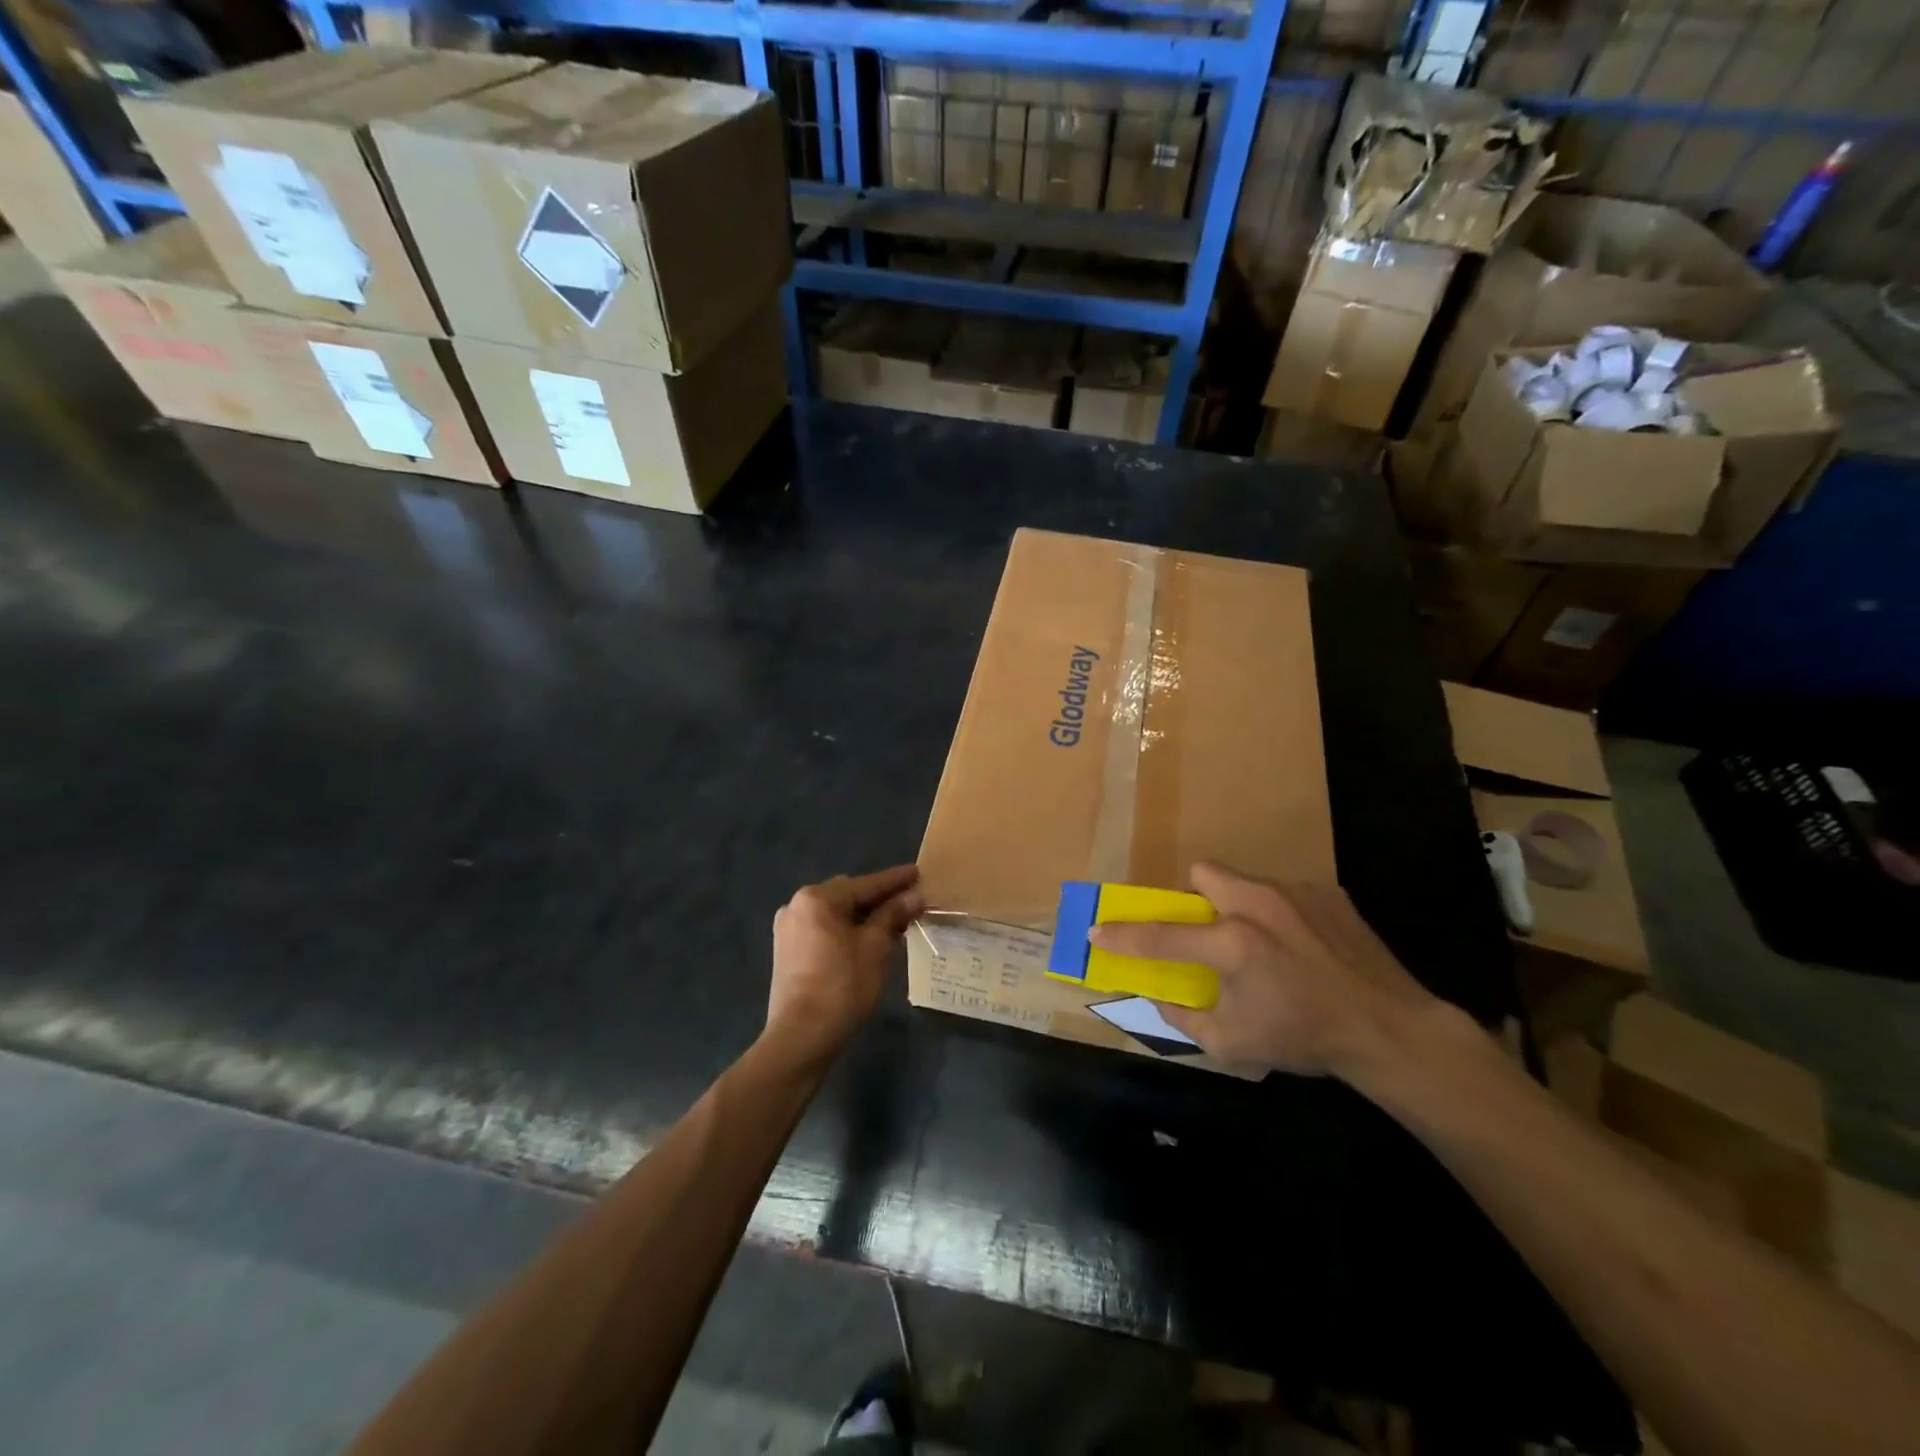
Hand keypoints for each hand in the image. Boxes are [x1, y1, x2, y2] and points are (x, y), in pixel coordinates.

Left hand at [763, 865, 923, 1071]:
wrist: (801, 1038)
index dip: (895, 880)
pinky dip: (848, 932)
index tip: (918, 872)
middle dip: (880, 899)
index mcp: (816, 899)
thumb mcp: (875, 947)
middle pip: (848, 896)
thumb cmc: (842, 986)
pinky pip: (825, 931)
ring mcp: (789, 930)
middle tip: (910, 902)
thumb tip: (913, 896)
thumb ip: (893, 915)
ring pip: (836, 915)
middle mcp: (797, 906)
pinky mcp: (788, 952)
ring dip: (865, 917)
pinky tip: (870, 941)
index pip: (865, 884)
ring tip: (895, 923)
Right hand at [1088, 863, 1437, 1079]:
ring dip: (1240, 907)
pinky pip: (1285, 894)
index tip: (1097, 931)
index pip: (1161, 934)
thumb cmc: (1305, 1039)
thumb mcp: (1233, 1044)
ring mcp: (1296, 894)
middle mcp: (1258, 905)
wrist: (1390, 1030)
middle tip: (1209, 933)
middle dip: (1195, 897)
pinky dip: (1280, 916)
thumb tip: (1159, 996)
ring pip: (1246, 882)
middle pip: (1204, 872)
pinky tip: (1303, 949)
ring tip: (1265, 946)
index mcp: (1232, 943)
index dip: (1123, 935)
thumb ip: (1185, 1017)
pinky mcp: (1328, 894)